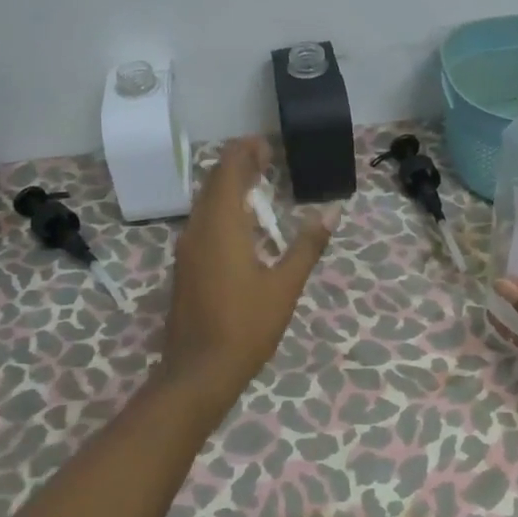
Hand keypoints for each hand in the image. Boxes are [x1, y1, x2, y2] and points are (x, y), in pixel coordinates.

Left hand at [158, 137, 337, 417]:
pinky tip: (242, 223)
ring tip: (258, 184)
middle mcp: (198, 229)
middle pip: (213, 183)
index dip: (245, 152)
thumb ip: (307, 245)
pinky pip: (202, 222)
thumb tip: (332, 212)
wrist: (198, 372)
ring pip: (205, 203)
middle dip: (238, 165)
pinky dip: (222, 209)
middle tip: (266, 158)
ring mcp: (187, 249)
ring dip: (229, 187)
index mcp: (221, 225)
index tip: (266, 144)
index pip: (228, 171)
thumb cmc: (245, 326)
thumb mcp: (285, 286)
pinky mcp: (186, 266)